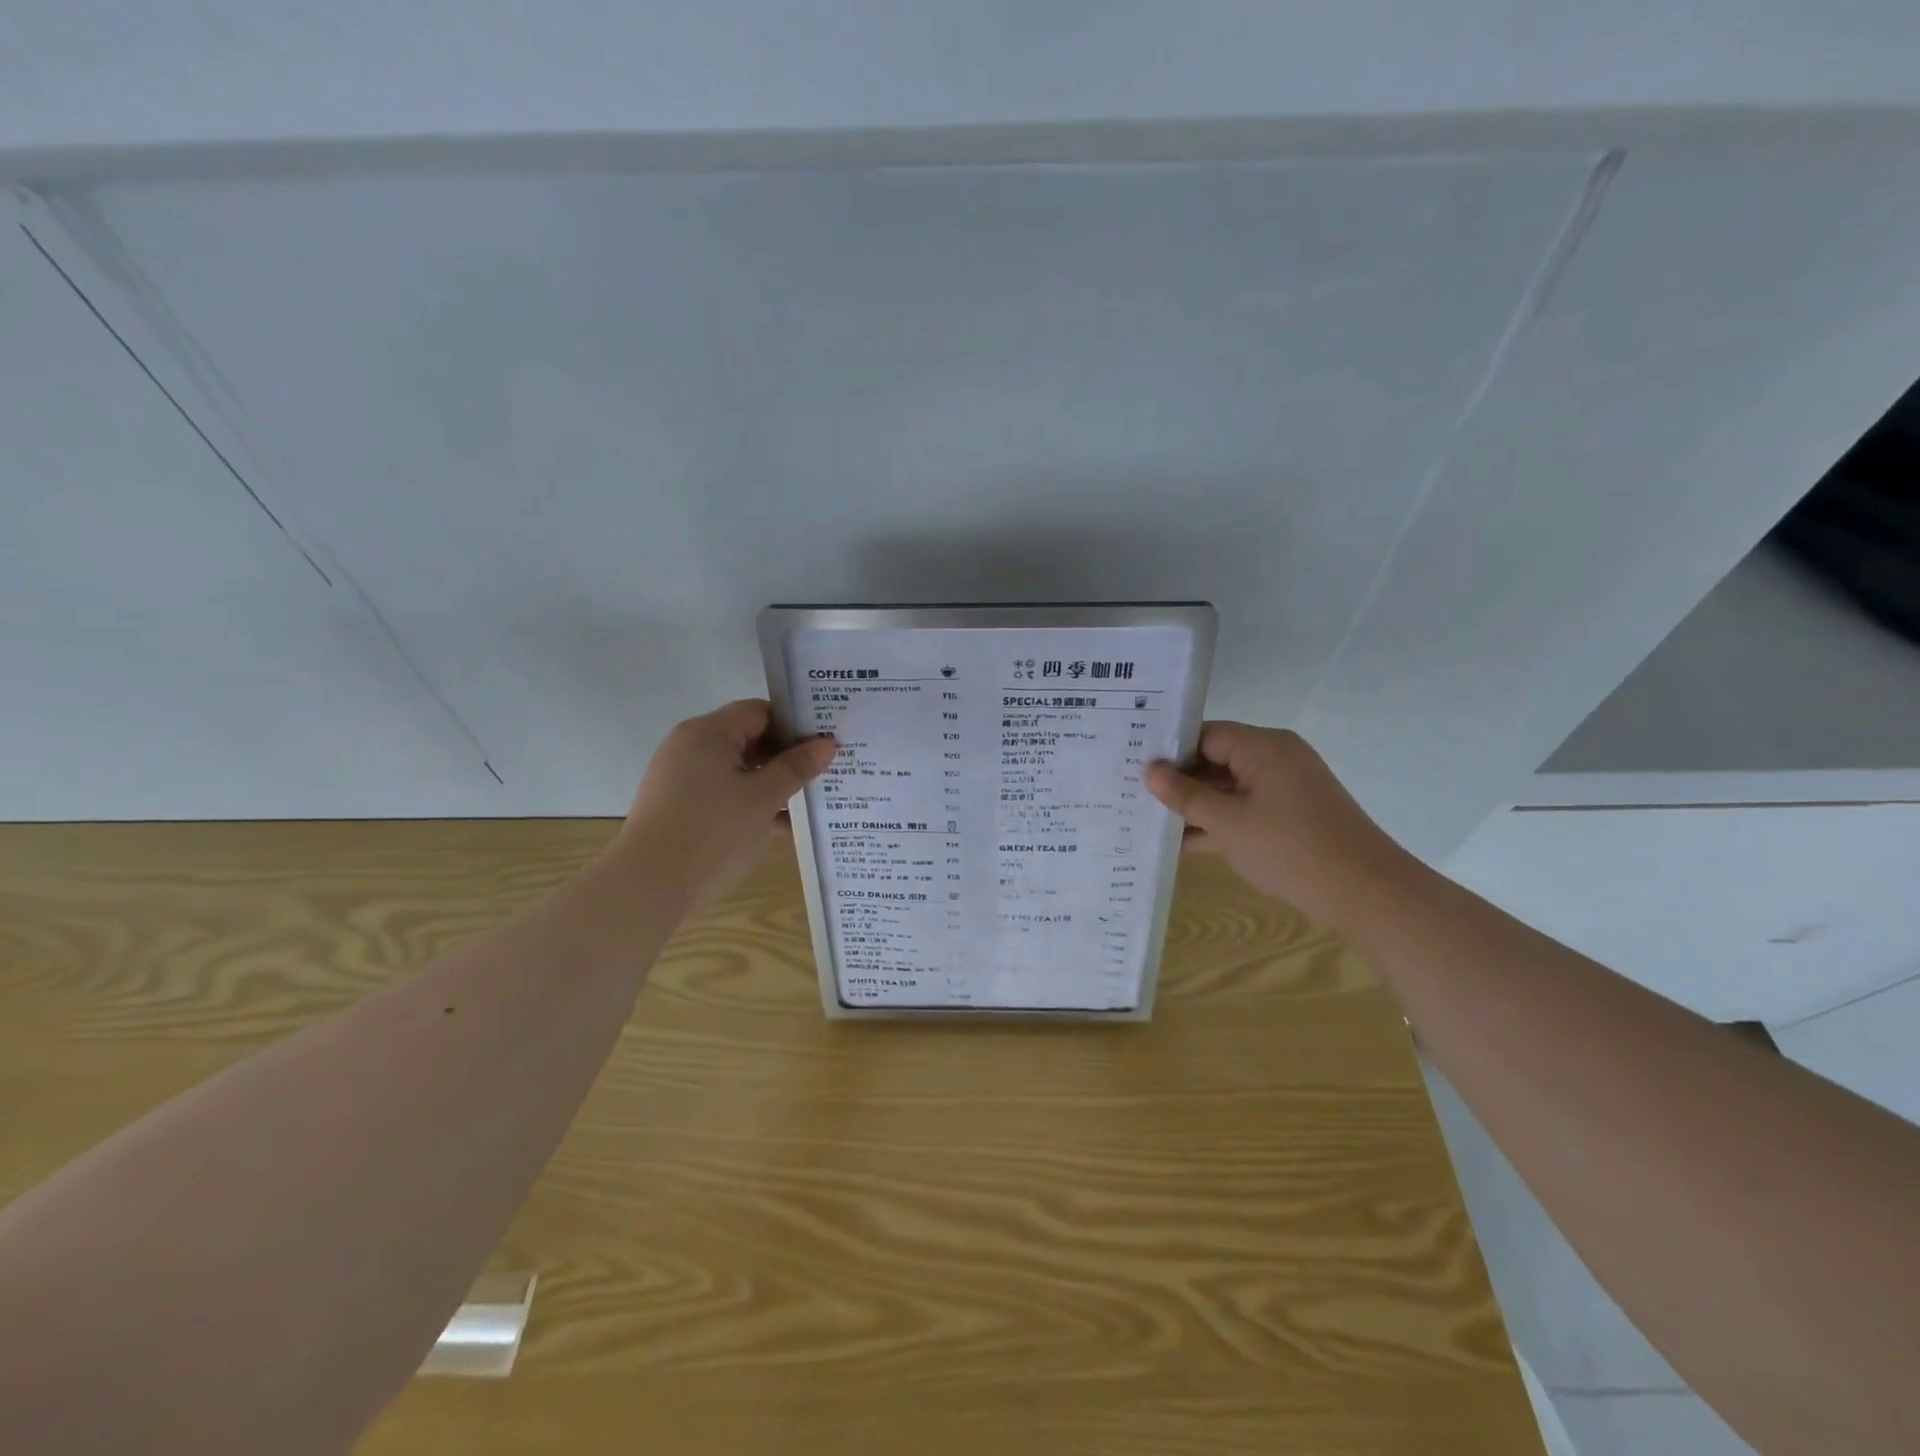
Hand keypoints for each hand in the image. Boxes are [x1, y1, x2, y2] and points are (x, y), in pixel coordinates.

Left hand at [616, 700, 836, 908]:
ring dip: (772, 784)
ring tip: (812, 800)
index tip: (828, 742)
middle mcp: (690, 747)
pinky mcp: (679, 808)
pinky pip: (724, 794)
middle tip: (827, 770)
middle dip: (787, 757)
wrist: (647, 888)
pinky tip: (783, 826)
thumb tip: (827, 745)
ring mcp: (681, 779)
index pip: (760, 712)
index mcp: (707, 733)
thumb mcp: (763, 798)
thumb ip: (796, 768)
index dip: (796, 725)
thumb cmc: (711, 832)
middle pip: (749, 739)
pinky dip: (751, 803)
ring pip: (738, 771)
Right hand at [1145, 722, 1412, 926]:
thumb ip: (1186, 796)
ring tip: (1146, 818)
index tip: (1132, 765)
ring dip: (1194, 806)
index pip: (1205, 735)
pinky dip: (1217, 824)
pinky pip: (1242, 811)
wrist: (1366, 893)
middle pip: (1214, 760)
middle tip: (1131, 792)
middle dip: (1177, 780)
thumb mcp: (1229, 823)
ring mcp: (1283, 790)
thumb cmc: (1292, 849)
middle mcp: (1274, 760)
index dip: (1169, 750)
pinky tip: (1179, 843)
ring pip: (1226, 789)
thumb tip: (1150, 771)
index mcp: (1263, 747)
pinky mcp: (1288, 817)